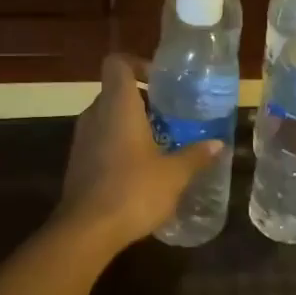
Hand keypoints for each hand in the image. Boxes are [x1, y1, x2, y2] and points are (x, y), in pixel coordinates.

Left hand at [57, 54, 224, 252]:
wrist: (87, 230)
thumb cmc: (133, 190)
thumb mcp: (174, 174)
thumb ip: (196, 156)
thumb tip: (219, 144)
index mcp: (118, 105)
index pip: (118, 64)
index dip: (138, 64)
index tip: (160, 81)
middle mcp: (95, 115)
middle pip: (115, 92)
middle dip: (142, 101)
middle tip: (170, 117)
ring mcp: (81, 139)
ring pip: (107, 118)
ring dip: (130, 125)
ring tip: (159, 144)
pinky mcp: (77, 163)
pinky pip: (99, 141)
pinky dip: (118, 146)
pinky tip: (140, 170)